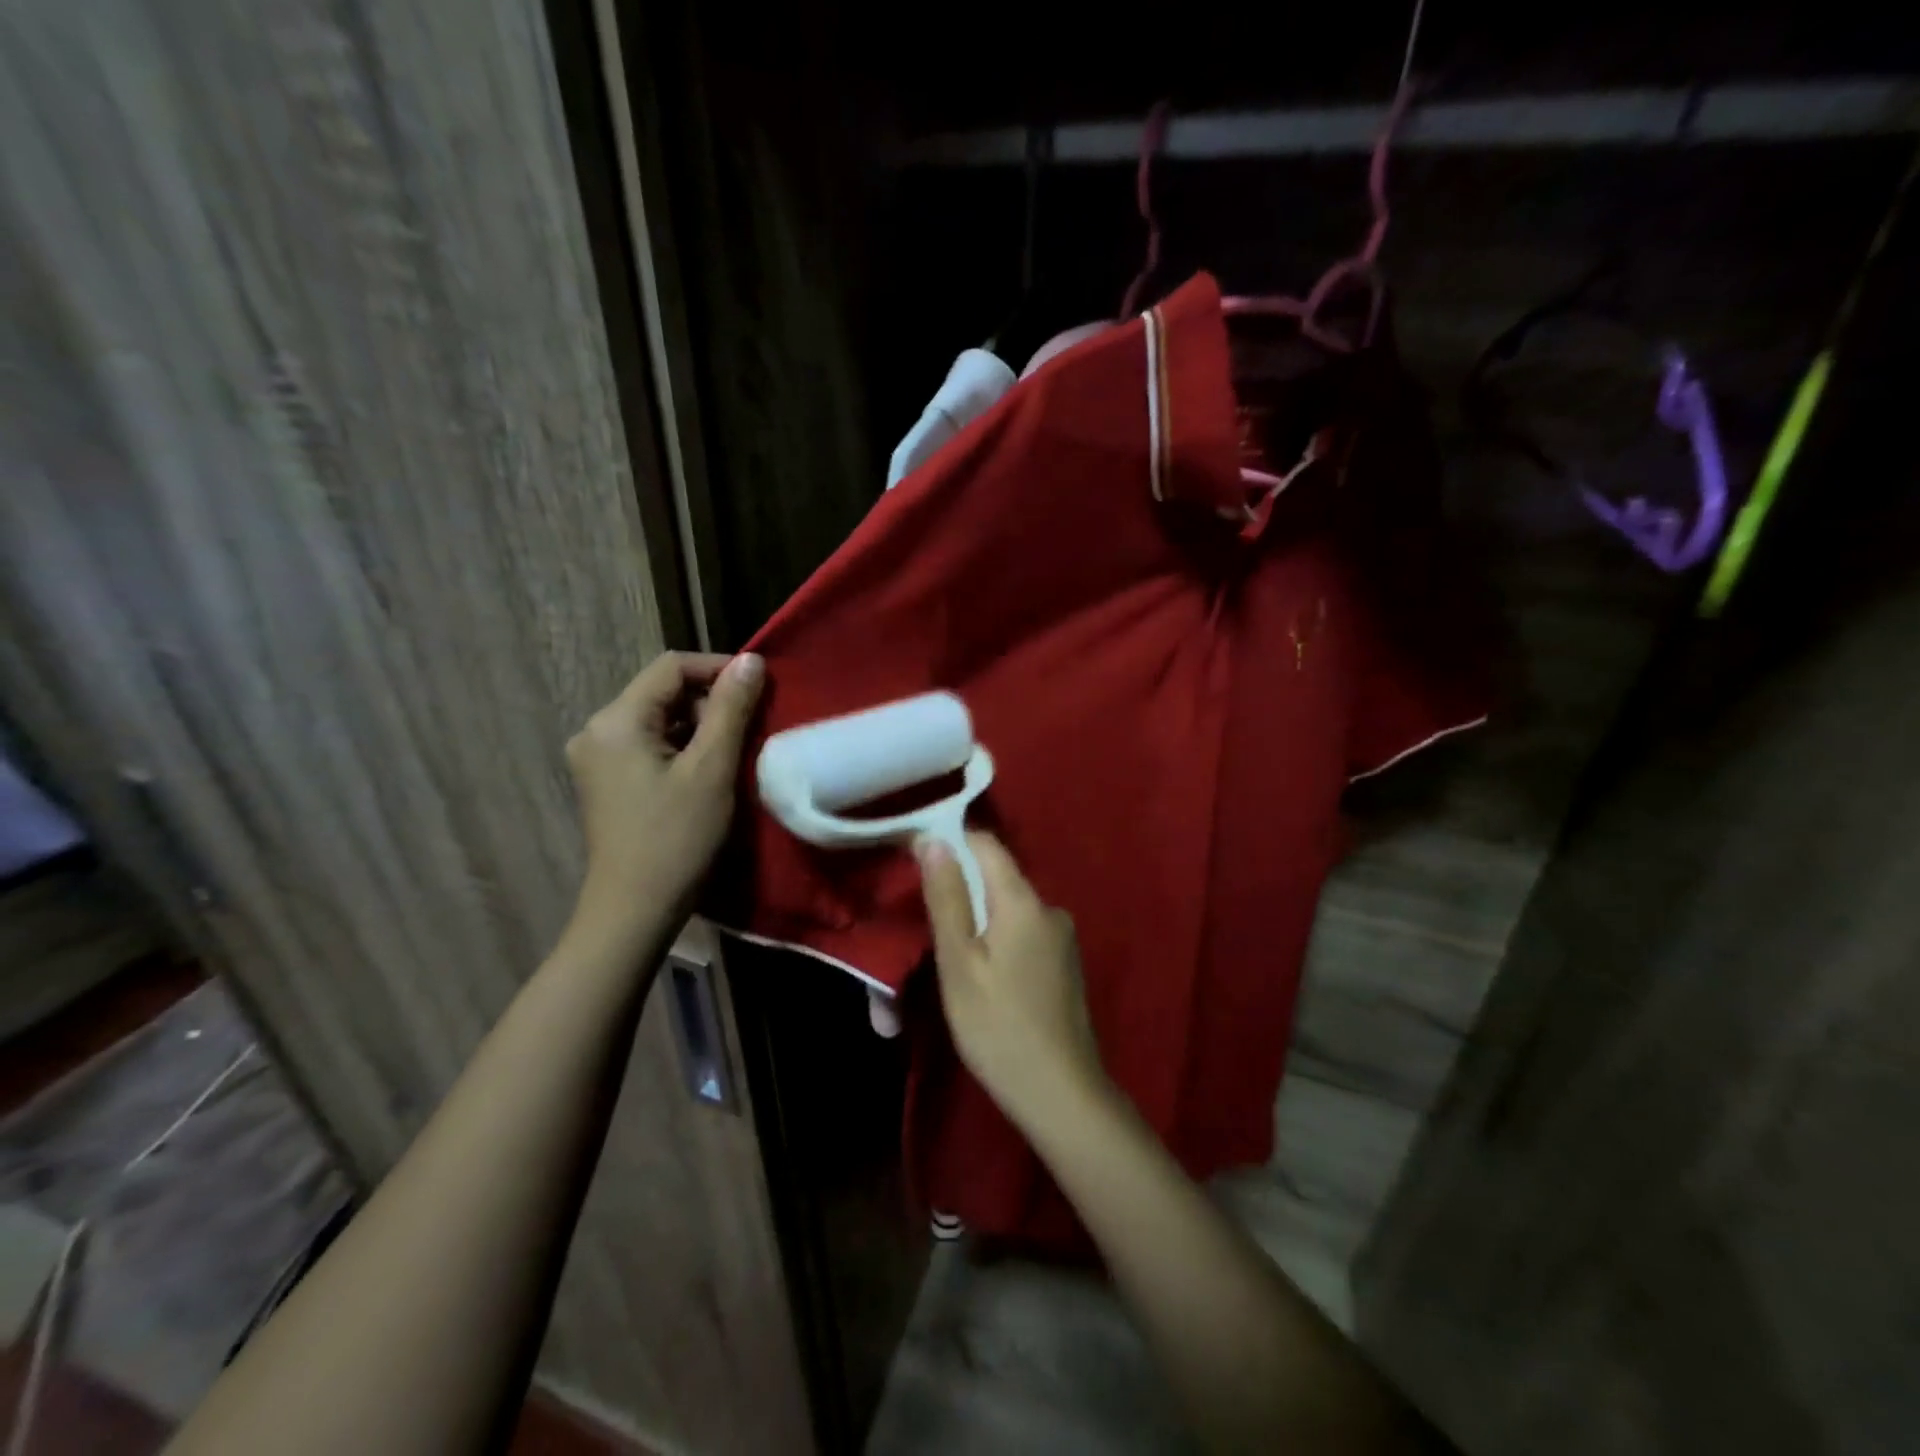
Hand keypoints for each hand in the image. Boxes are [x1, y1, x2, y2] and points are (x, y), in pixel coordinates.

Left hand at [565, 651, 763, 943]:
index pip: (671, 668)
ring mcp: (597, 758)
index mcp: (615, 721)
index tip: (760, 688)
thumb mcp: (711, 769)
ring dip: (700, 727)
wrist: (634, 911)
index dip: (719, 669)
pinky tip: (707, 772)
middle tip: (751, 729)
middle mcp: (596, 730)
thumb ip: (731, 709)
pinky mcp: (605, 781)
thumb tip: (752, 660)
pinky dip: (682, 749)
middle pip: (662, 693)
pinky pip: (649, 746)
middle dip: (710, 703)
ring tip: (735, 752)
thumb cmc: (676, 838)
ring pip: (658, 720)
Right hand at [917, 832, 1107, 1133]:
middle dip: (961, 886)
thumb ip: (948, 898)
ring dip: (980, 916)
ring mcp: (1063, 936)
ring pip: (1010, 906)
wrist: (1061, 1093)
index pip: (986, 843)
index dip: (951, 842)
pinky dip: (999, 937)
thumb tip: (934, 839)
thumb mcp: (959, 963)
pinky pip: (1024, 930)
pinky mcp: (1066, 962)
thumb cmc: (998, 1027)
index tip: (916, 858)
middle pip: (998, 876)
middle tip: (926, 918)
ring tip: (952, 952)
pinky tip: (986, 973)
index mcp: (1024, 900)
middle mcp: (1050, 907)